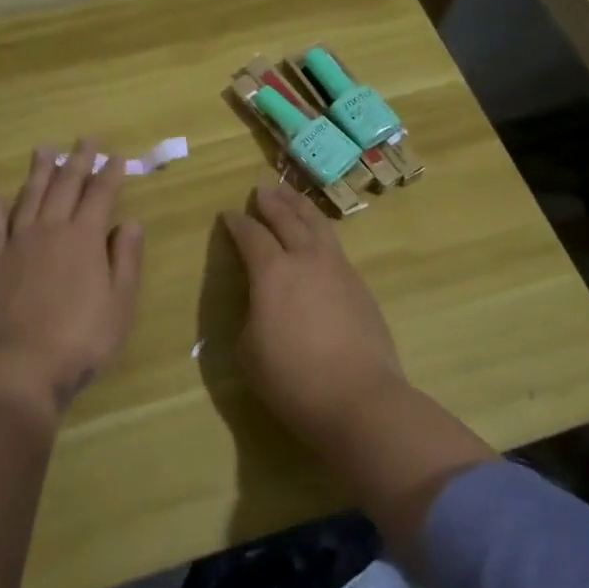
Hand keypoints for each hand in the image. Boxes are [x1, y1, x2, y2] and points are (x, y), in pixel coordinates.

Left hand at [0, 140, 144, 409]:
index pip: (101, 195)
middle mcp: (51, 230)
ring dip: (38, 172)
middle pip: (65, 186)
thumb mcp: (121, 303)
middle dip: (77, 160)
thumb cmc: (82, 339)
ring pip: (29, 197)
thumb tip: (132, 222)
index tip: (117, 156)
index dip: (110, 174)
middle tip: (85, 139)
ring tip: (44, 150)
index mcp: (85, 238)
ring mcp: (17, 244)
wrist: (21, 365)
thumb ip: (127, 259)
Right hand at [220, 185, 405, 443]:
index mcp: (272, 272)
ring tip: (291, 196)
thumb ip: (252, 315)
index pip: (251, 236)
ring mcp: (338, 269)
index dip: (237, 223)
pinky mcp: (359, 285)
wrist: (359, 398)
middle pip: (288, 218)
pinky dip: (320, 232)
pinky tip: (318, 238)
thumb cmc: (293, 378)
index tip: (228, 215)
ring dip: (300, 207)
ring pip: (318, 225)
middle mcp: (306, 259)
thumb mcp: (249, 350)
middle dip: (271, 202)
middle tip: (261, 190)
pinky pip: (335, 245)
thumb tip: (263, 303)